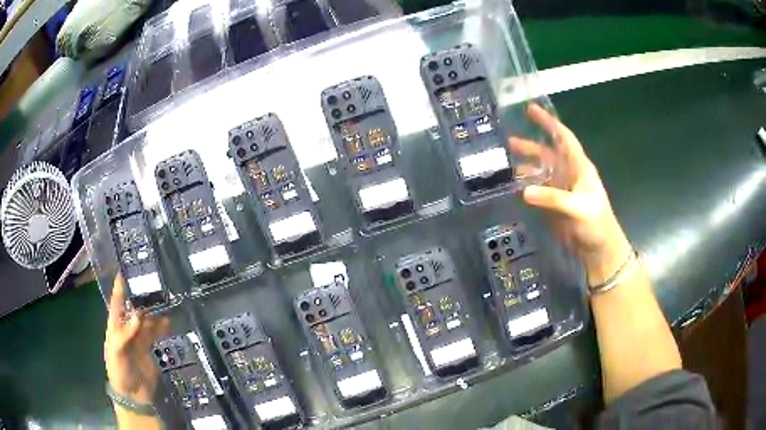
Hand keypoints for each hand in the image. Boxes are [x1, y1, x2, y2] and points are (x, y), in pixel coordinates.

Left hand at [104, 275, 169, 404]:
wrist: (134, 395)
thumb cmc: (119, 372)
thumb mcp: (117, 353)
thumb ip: (125, 334)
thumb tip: (137, 315)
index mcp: (115, 328)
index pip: (116, 305)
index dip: (119, 289)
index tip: (124, 272)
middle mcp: (126, 330)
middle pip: (133, 309)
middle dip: (140, 297)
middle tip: (152, 284)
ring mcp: (138, 339)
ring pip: (146, 320)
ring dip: (153, 311)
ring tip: (163, 300)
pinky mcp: (149, 349)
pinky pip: (155, 333)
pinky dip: (161, 326)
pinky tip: (168, 320)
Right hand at [510, 104, 631, 285]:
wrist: (599, 249)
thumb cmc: (596, 224)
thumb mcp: (578, 208)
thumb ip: (553, 198)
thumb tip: (524, 191)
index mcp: (579, 167)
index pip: (563, 138)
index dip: (549, 122)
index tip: (531, 109)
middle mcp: (569, 174)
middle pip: (548, 153)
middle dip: (530, 145)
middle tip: (508, 139)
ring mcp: (561, 190)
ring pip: (541, 172)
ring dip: (525, 166)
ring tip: (505, 163)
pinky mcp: (555, 205)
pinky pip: (538, 190)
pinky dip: (526, 186)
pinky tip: (513, 186)